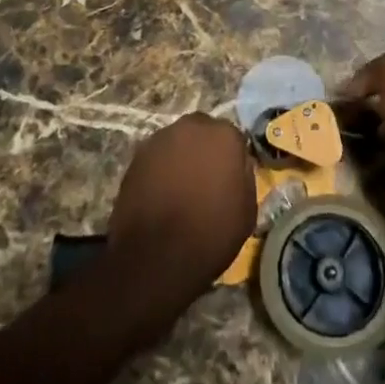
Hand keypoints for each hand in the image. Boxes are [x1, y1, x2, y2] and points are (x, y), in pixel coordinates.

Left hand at [108, 114, 255, 307]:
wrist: (157, 256)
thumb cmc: (210, 234)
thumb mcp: (247, 211)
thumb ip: (245, 177)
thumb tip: (237, 165)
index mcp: (224, 135)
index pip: (233, 138)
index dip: (231, 159)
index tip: (228, 178)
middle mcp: (192, 126)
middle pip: (202, 132)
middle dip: (204, 150)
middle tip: (204, 180)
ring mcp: (161, 138)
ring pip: (177, 142)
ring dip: (181, 158)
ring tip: (180, 189)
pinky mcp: (137, 156)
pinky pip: (157, 157)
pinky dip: (160, 170)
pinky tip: (161, 194)